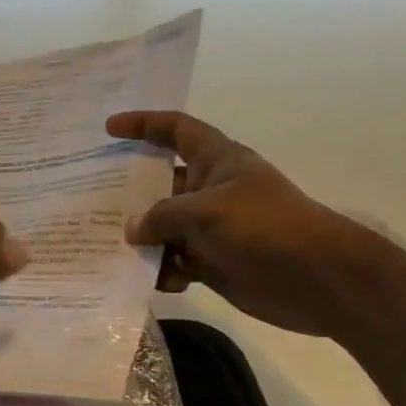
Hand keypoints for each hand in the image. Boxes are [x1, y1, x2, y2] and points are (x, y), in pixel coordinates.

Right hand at [106, 111, 366, 335]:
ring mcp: (211, 228)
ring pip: (163, 228)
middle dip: (129, 192)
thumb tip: (131, 230)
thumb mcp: (206, 211)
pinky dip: (161, 271)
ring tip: (108, 247)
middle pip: (160, 183)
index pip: (176, 129)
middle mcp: (210, 190)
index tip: (109, 129)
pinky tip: (148, 281)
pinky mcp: (213, 263)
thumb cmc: (264, 227)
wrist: (317, 279)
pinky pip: (174, 262)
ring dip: (142, 239)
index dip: (143, 124)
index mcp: (216, 160)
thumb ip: (162, 216)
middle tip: (89, 198)